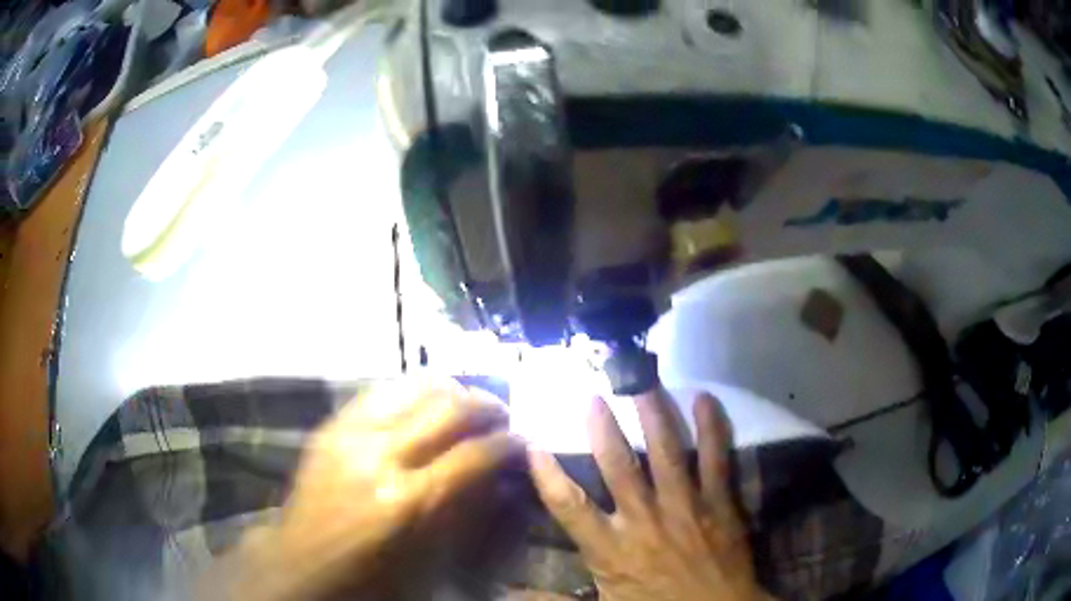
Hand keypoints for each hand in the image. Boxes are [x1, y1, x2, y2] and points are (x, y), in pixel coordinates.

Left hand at [213, 379, 523, 600]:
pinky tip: (424, 406)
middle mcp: (380, 456)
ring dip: (453, 393)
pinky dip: (413, 392)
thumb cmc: (373, 578)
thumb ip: (471, 512)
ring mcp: (350, 435)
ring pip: (416, 387)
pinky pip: (381, 391)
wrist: (302, 566)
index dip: (510, 444)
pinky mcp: (331, 427)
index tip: (525, 442)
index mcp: (409, 501)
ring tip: (468, 406)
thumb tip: (503, 477)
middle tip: (503, 418)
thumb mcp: (434, 559)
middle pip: (450, 408)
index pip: (476, 453)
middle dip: (488, 408)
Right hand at [528, 390, 772, 600]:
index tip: (533, 444)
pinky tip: (705, 398)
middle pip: (619, 466)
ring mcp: (685, 507)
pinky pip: (715, 459)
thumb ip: (554, 599)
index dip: (547, 474)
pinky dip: (711, 428)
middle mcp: (644, 520)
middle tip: (592, 395)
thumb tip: (507, 593)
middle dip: (603, 429)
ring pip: (665, 452)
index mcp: (610, 548)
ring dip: (652, 415)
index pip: (569, 505)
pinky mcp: (718, 502)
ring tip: (642, 382)